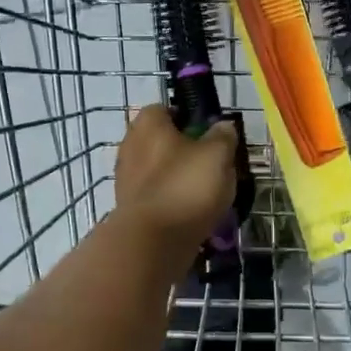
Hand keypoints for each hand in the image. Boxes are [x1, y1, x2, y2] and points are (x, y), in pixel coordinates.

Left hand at [113, 106, 237, 254]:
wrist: (152, 241)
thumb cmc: (186, 186)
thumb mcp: (217, 155)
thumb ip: (223, 136)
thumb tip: (223, 126)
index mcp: (148, 124)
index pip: (166, 109)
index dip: (189, 118)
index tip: (210, 134)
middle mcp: (130, 145)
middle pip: (162, 141)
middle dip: (185, 151)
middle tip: (212, 165)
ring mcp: (126, 178)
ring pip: (159, 170)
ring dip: (179, 178)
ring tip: (207, 193)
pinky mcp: (129, 207)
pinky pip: (157, 195)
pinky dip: (172, 200)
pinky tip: (192, 213)